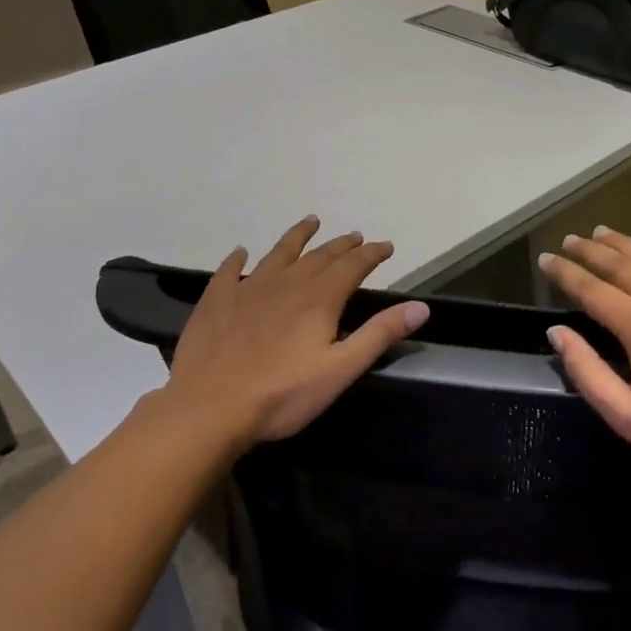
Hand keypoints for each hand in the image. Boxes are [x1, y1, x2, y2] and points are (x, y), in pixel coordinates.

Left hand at [160, 215, 429, 446]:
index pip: (352, 266)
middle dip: (341, 245)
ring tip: (310, 222)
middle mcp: (286, 283)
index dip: (371, 254)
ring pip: (278, 253)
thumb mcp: (341, 370)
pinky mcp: (216, 301)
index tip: (386, 246)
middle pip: (319, 256)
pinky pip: (230, 271)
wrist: (210, 407)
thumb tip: (420, 307)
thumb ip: (379, 334)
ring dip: (297, 237)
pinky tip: (240, 252)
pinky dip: (238, 259)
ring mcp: (248, 289)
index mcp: (318, 299)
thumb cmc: (282, 395)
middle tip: (355, 237)